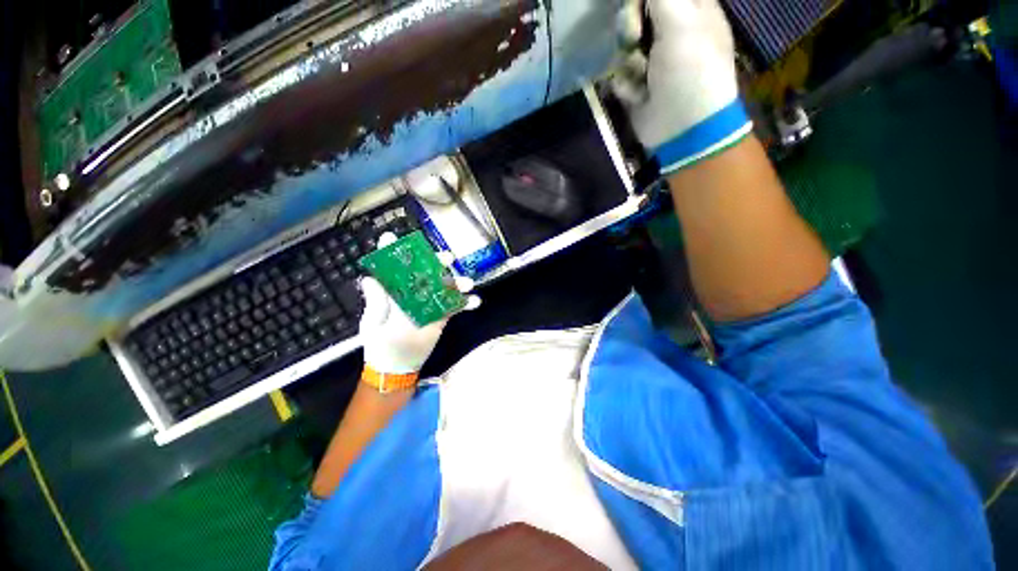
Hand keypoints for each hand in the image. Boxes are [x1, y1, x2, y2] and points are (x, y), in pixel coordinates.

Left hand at [358, 235, 478, 374]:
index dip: (392, 251)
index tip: (392, 237)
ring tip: (467, 282)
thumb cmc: (380, 342)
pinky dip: (467, 303)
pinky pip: (456, 306)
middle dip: (436, 261)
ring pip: (445, 286)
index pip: (393, 267)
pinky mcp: (442, 315)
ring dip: (457, 281)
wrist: (397, 364)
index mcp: (394, 291)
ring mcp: (430, 303)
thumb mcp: (374, 324)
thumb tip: (370, 279)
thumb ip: (376, 303)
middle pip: (426, 270)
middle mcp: (414, 292)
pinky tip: (475, 301)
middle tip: (447, 257)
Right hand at [613, 0, 751, 172]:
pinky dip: (625, 84)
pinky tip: (638, 95)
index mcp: (691, 8)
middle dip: (630, 26)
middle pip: (637, 14)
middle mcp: (671, 31)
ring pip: (623, 46)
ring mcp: (652, 60)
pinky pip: (619, 75)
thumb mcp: (680, 22)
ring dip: (627, 60)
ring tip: (639, 74)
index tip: (637, 6)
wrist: (682, 128)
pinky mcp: (637, 85)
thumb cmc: (690, 71)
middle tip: (634, 37)